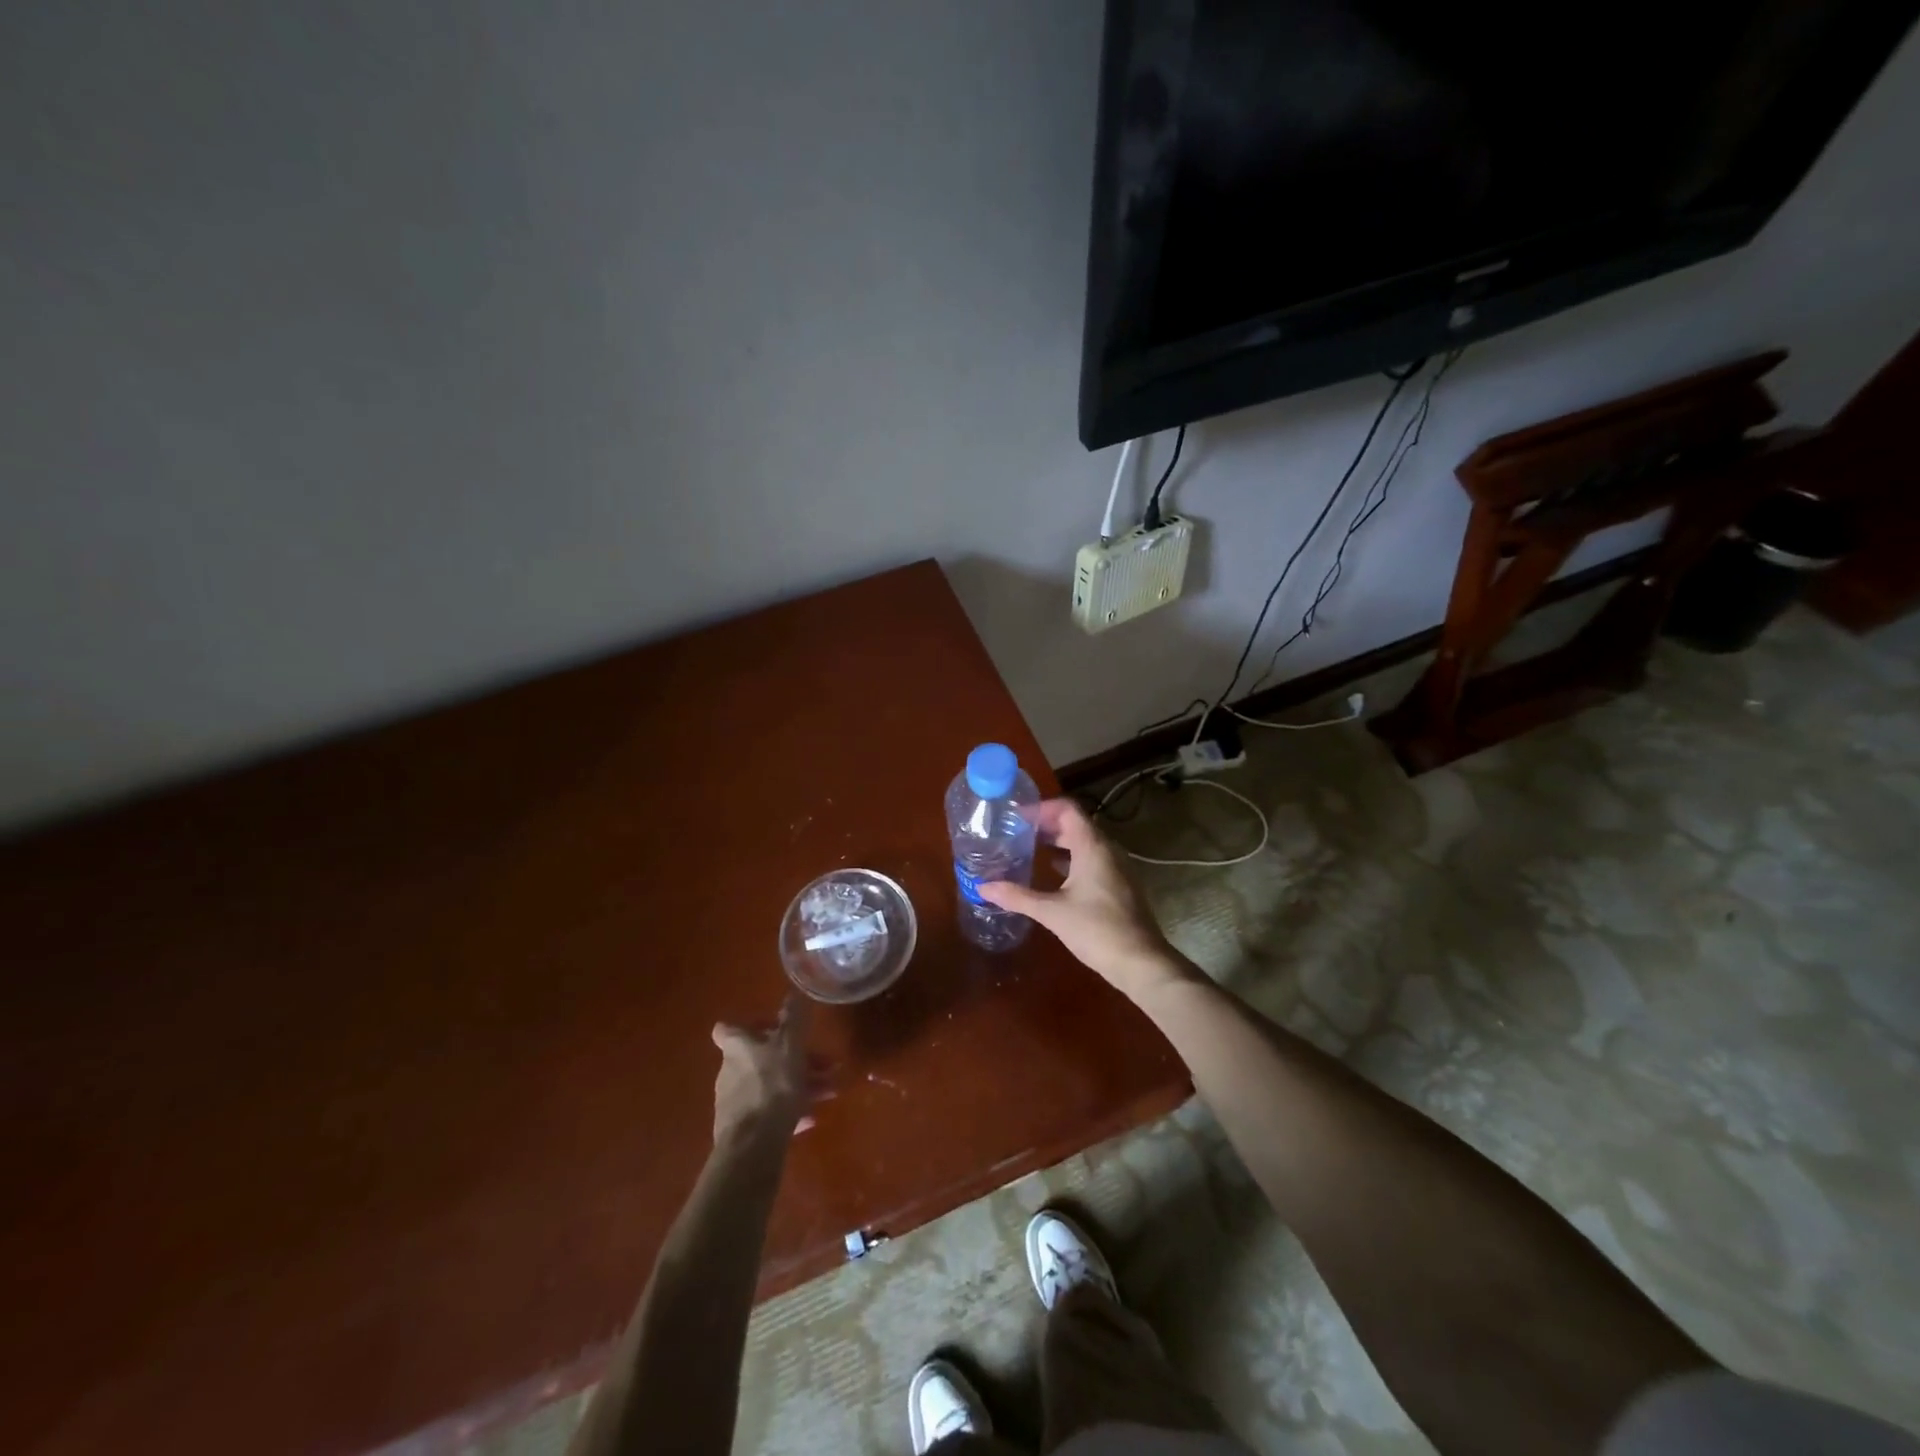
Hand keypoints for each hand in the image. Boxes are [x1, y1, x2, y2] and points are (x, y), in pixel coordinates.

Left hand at [710, 995, 813, 1148]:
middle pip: (762, 1058)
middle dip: (795, 1059)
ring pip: (771, 1085)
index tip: (776, 1028)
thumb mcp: (791, 1044)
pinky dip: (791, 1110)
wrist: (754, 1144)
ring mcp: (734, 1103)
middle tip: (825, 1064)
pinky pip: (770, 1112)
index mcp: (737, 1047)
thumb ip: (794, 1017)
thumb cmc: (773, 1084)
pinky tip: (812, 1118)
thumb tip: (794, 991)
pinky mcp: (742, 1130)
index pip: (729, 1028)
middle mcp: (730, 1072)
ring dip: (800, 1084)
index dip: (751, 1026)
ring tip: (829, 1091)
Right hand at [977, 798, 1191, 1001]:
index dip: (1042, 808)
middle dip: (1047, 823)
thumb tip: (982, 887)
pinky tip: (1054, 873)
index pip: (1067, 810)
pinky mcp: (1119, 885)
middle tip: (1018, 830)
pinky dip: (1071, 858)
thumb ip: (1017, 896)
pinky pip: (1093, 859)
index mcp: (1093, 847)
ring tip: (1031, 847)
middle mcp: (1108, 850)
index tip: (1017, 815)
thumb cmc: (1096, 930)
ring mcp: (1117, 867)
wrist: (1141, 962)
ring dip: (1059, 840)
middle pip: (1076, 824)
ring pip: (1085, 842)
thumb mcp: (1051, 912)